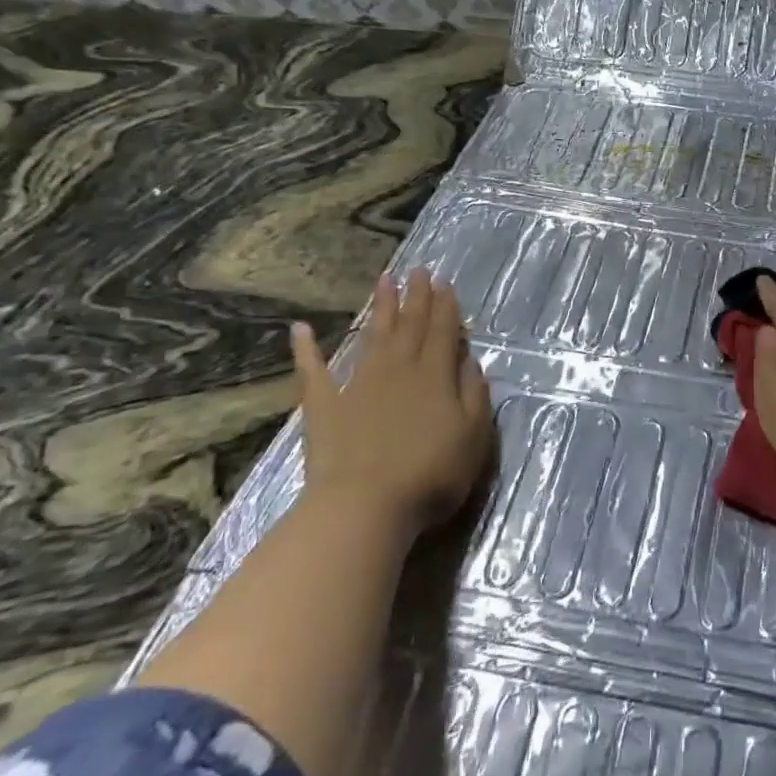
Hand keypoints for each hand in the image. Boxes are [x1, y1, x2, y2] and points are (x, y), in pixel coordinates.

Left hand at [291, 267, 493, 529]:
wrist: (364, 506)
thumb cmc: (430, 474)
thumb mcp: (473, 436)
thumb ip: (475, 393)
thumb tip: (471, 359)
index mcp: (435, 375)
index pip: (443, 331)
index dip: (445, 305)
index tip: (444, 280)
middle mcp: (398, 369)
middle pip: (410, 325)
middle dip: (416, 296)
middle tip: (418, 270)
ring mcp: (358, 384)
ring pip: (373, 336)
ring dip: (380, 307)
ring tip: (385, 280)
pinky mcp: (325, 406)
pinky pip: (314, 371)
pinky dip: (307, 349)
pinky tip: (300, 329)